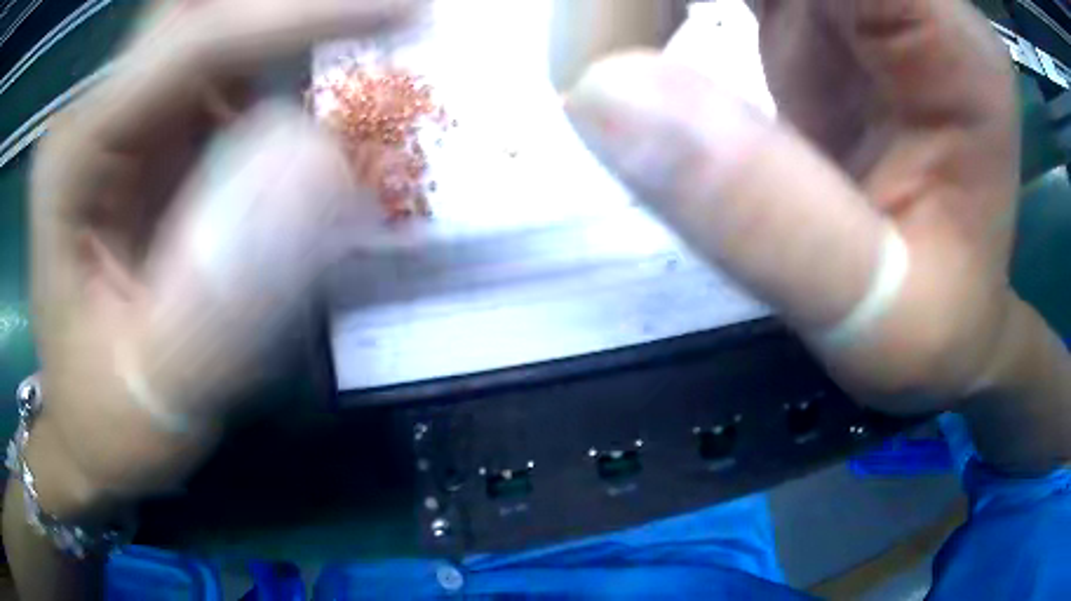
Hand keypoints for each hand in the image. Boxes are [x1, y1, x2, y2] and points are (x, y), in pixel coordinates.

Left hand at [27, 0, 414, 515]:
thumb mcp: (159, 386)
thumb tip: (323, 168)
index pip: (188, 46)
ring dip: (291, 20)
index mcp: (74, 158)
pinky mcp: (157, 140)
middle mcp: (97, 115)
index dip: (293, 15)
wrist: (88, 427)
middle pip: (196, 8)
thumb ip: (225, 292)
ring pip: (215, 23)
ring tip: (367, 35)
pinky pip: (229, 66)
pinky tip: (329, 74)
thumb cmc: (109, 418)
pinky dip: (288, 55)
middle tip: (378, 15)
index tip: (401, 12)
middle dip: (286, 2)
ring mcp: (127, 121)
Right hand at [565, 0, 1019, 412]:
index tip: (602, 64)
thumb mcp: (877, 320)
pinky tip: (645, 44)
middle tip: (594, 71)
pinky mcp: (819, 1)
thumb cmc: (937, 329)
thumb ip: (768, 221)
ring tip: (616, 69)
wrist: (953, 309)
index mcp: (948, 38)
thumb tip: (597, 93)